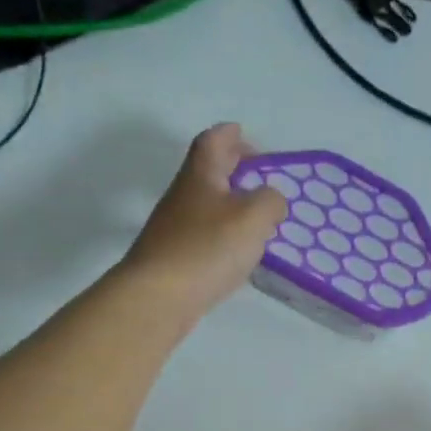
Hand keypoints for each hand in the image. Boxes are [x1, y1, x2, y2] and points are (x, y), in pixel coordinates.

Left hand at [120, 124, 287, 317]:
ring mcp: (175, 229)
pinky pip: (204, 235)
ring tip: (257, 218)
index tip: (243, 133)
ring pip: (207, 205)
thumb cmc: (207, 248)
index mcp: (201, 175)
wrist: (158, 297)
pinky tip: (238, 252)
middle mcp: (183, 196)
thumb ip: (271, 201)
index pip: (213, 141)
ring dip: (230, 204)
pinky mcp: (175, 259)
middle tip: (259, 176)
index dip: (229, 134)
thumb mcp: (253, 217)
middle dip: (233, 168)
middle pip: (208, 172)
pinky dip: (223, 234)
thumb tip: (271, 201)